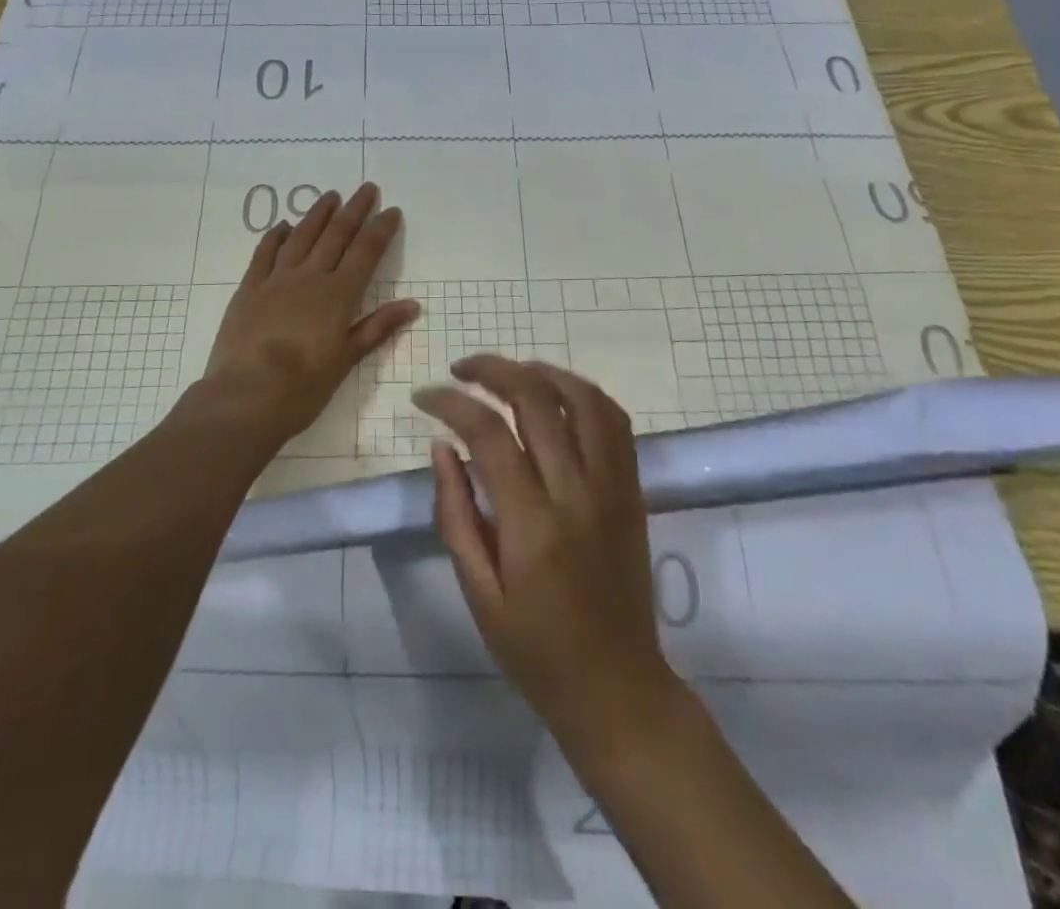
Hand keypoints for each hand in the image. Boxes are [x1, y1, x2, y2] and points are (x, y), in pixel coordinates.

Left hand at [200, 182, 417, 447]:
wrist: (245, 397)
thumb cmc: (303, 387)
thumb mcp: (346, 360)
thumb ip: (377, 328)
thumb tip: (412, 304)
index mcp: (338, 295)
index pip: (365, 253)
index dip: (380, 229)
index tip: (391, 210)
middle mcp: (309, 278)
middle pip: (335, 236)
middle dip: (354, 210)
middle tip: (366, 188)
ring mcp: (276, 280)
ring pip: (301, 237)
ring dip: (317, 214)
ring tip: (330, 195)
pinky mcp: (249, 289)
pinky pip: (264, 254)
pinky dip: (275, 236)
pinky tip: (283, 225)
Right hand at [417, 357, 684, 761]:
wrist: (618, 689)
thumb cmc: (536, 651)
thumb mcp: (479, 594)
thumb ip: (456, 514)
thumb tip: (440, 446)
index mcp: (532, 525)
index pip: (488, 434)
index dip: (451, 403)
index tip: (425, 397)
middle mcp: (577, 493)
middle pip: (536, 399)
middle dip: (492, 370)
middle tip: (461, 370)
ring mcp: (613, 487)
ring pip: (583, 398)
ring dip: (542, 371)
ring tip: (508, 373)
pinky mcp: (633, 490)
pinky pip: (615, 421)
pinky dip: (582, 394)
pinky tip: (555, 396)